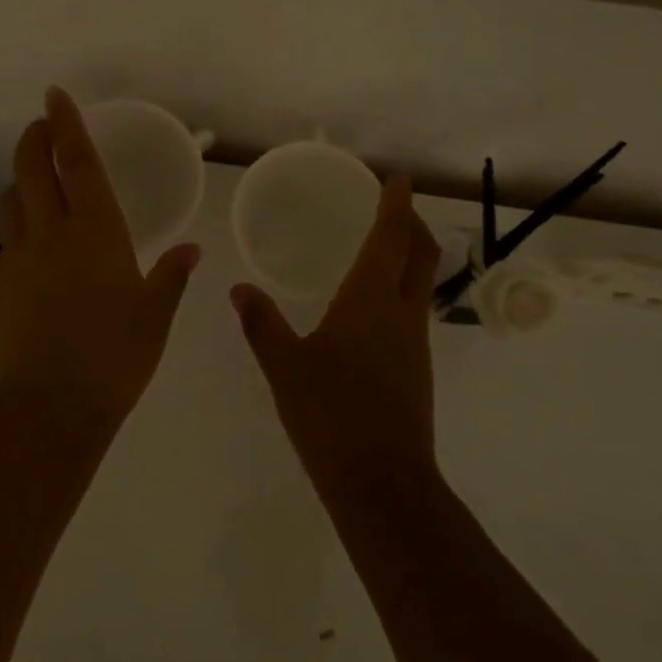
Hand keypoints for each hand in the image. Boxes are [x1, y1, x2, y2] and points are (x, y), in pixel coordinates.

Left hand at [0, 88, 200, 430]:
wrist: (49, 405)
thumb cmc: (115, 356)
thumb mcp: (154, 315)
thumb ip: (171, 276)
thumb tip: (191, 251)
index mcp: (96, 231)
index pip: (76, 162)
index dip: (66, 124)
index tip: (54, 96)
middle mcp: (52, 232)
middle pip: (32, 168)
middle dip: (34, 137)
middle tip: (42, 124)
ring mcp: (19, 256)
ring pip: (12, 198)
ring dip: (22, 179)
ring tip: (37, 181)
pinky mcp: (0, 282)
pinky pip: (8, 236)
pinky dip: (19, 221)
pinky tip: (34, 241)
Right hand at [232, 175, 442, 497]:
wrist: (382, 482)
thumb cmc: (331, 414)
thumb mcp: (284, 366)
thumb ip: (261, 323)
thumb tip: (239, 289)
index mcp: (371, 300)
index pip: (391, 238)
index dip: (396, 205)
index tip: (397, 179)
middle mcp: (402, 313)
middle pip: (421, 255)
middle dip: (412, 224)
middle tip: (394, 205)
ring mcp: (415, 343)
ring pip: (422, 282)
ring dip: (410, 256)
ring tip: (382, 246)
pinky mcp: (416, 368)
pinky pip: (413, 310)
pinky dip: (401, 287)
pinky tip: (373, 304)